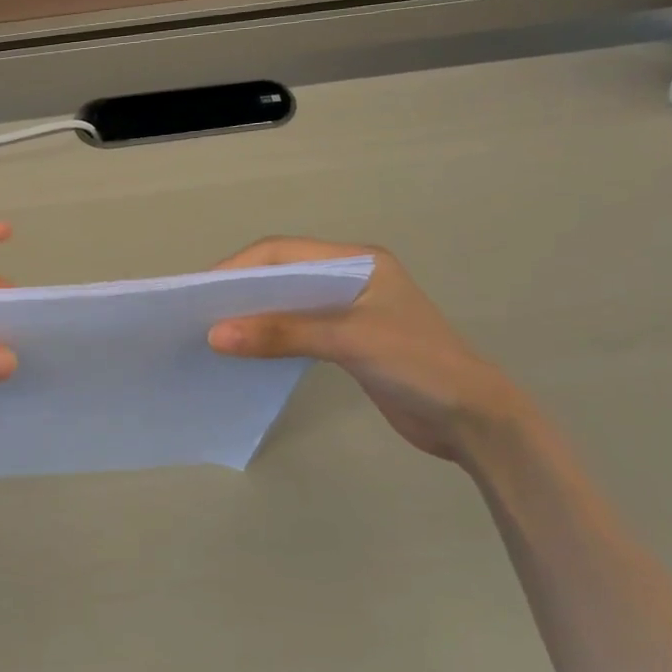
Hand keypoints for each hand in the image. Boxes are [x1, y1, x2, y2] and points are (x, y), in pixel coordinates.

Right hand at [206, 238, 522, 463]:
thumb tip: (216, 335)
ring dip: (254, 315)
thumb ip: (283, 334)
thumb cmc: (418, 365)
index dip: (238, 268)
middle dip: (241, 290)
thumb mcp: (349, 341)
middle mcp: (350, 278)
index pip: (282, 252)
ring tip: (214, 333)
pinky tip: (247, 352)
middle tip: (198, 313)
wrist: (473, 419)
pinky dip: (270, 337)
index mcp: (357, 261)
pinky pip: (297, 330)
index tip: (200, 292)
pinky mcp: (348, 342)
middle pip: (282, 274)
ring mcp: (350, 311)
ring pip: (287, 303)